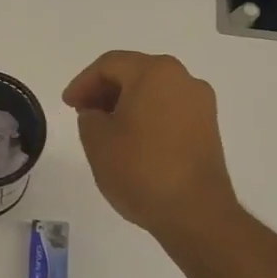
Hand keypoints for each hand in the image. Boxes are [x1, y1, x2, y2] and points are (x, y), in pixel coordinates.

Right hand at [62, 51, 238, 242]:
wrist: (195, 212)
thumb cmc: (140, 170)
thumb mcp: (97, 141)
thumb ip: (89, 117)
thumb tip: (99, 114)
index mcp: (155, 73)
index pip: (110, 65)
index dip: (83, 82)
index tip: (68, 105)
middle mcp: (183, 79)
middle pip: (135, 73)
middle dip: (105, 90)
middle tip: (83, 112)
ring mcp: (201, 104)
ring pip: (154, 91)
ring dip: (126, 103)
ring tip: (105, 128)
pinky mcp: (208, 127)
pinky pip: (170, 109)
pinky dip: (147, 116)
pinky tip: (132, 140)